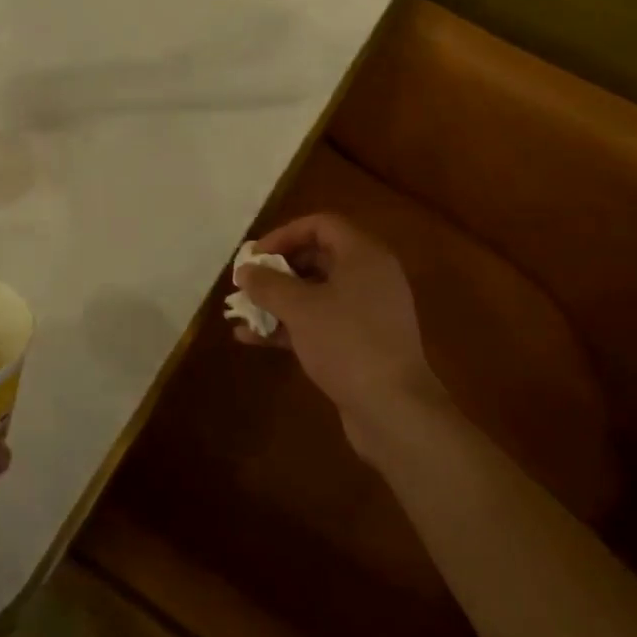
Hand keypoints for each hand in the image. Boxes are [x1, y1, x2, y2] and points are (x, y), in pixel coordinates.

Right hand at [234, 213, 446, 450]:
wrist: (394, 411)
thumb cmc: (346, 343)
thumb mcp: (299, 308)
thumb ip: (267, 284)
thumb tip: (244, 271)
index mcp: (363, 255)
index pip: (320, 225)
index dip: (284, 234)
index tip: (255, 256)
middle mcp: (369, 277)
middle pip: (317, 258)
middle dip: (277, 270)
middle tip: (248, 283)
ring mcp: (367, 312)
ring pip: (316, 293)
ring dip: (278, 300)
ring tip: (243, 311)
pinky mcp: (362, 344)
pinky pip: (321, 322)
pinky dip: (290, 326)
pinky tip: (253, 339)